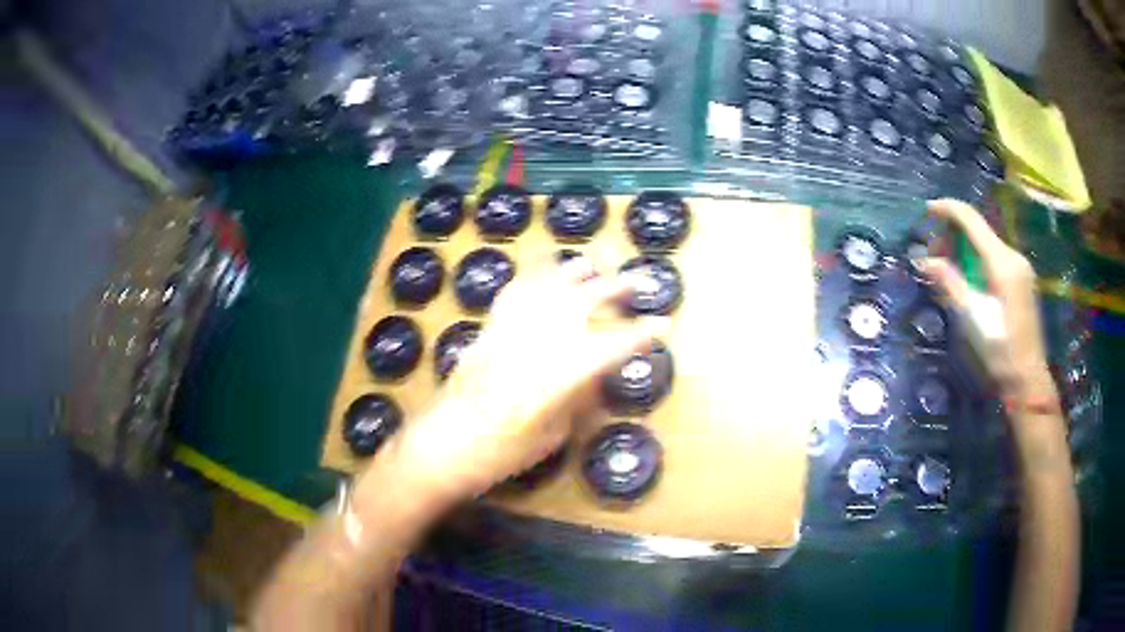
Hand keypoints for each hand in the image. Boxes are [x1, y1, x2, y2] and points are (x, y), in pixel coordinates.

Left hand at [371, 257, 668, 503]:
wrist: (445, 444)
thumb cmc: (502, 453)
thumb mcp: (553, 433)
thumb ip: (576, 398)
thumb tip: (591, 375)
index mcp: (560, 375)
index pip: (611, 346)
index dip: (640, 335)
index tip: (662, 324)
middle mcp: (538, 343)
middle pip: (583, 303)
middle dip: (614, 288)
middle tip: (638, 281)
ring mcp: (511, 330)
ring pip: (547, 287)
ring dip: (574, 272)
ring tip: (593, 263)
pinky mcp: (489, 328)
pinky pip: (514, 293)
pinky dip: (533, 277)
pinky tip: (544, 273)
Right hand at [917, 199, 1058, 409]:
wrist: (1028, 379)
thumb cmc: (1000, 351)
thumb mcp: (973, 317)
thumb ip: (951, 283)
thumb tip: (925, 260)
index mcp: (1003, 263)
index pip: (972, 220)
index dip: (948, 210)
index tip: (927, 210)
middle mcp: (1014, 257)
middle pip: (979, 230)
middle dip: (953, 235)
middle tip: (933, 256)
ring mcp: (1020, 267)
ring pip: (987, 243)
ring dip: (965, 248)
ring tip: (946, 268)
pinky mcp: (1021, 279)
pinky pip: (995, 256)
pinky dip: (977, 259)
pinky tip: (967, 276)